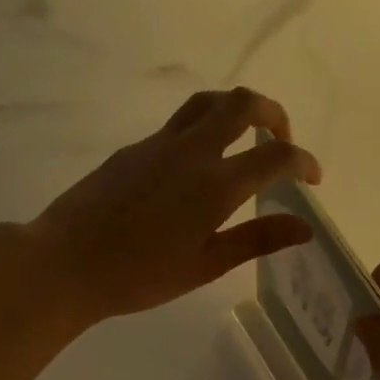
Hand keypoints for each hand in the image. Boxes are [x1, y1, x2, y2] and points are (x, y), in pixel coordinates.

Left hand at [25, 88, 320, 322]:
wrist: (66, 262)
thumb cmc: (141, 275)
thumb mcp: (206, 265)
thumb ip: (257, 239)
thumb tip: (304, 227)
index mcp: (217, 184)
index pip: (275, 156)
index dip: (303, 162)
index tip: (313, 179)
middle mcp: (192, 151)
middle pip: (243, 104)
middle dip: (274, 114)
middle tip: (282, 142)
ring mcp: (160, 144)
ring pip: (208, 103)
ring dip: (237, 110)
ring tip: (246, 140)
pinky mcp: (135, 148)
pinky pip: (180, 124)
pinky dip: (206, 129)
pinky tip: (199, 168)